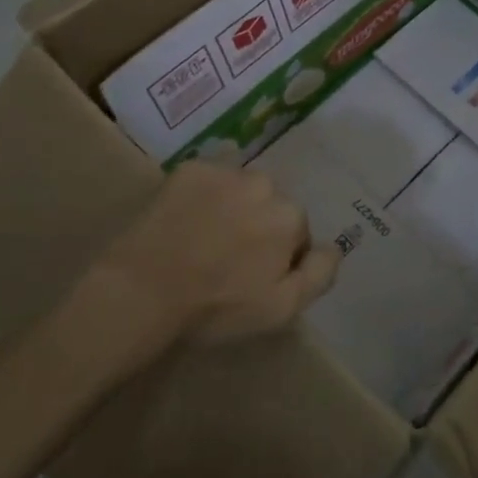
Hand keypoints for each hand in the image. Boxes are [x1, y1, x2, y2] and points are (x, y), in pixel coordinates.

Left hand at [102, 164, 338, 346]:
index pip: (296, 232)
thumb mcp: (280, 309)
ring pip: (240, 190)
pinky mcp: (190, 168)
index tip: (251, 278)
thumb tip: (335, 247)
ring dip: (231, 208)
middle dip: (256, 226)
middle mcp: (266, 183)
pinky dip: (201, 197)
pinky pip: (207, 180)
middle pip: (270, 205)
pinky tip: (183, 223)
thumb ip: (319, 274)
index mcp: (290, 216)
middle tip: (226, 260)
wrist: (142, 290)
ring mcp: (225, 171)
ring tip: (202, 241)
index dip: (277, 257)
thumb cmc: (215, 306)